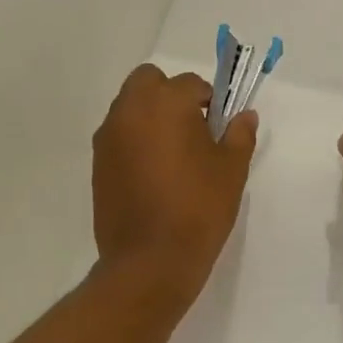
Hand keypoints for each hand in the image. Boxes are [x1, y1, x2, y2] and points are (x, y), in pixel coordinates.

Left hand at [92, 64, 257, 303]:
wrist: (150, 261)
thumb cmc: (198, 209)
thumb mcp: (231, 170)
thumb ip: (239, 135)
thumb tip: (245, 116)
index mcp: (166, 103)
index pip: (191, 84)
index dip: (209, 102)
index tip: (218, 128)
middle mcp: (130, 111)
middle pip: (148, 81)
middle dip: (170, 95)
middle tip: (192, 130)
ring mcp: (108, 138)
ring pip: (129, 108)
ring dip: (150, 117)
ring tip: (173, 156)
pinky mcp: (97, 164)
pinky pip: (118, 137)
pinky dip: (135, 142)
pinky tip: (153, 176)